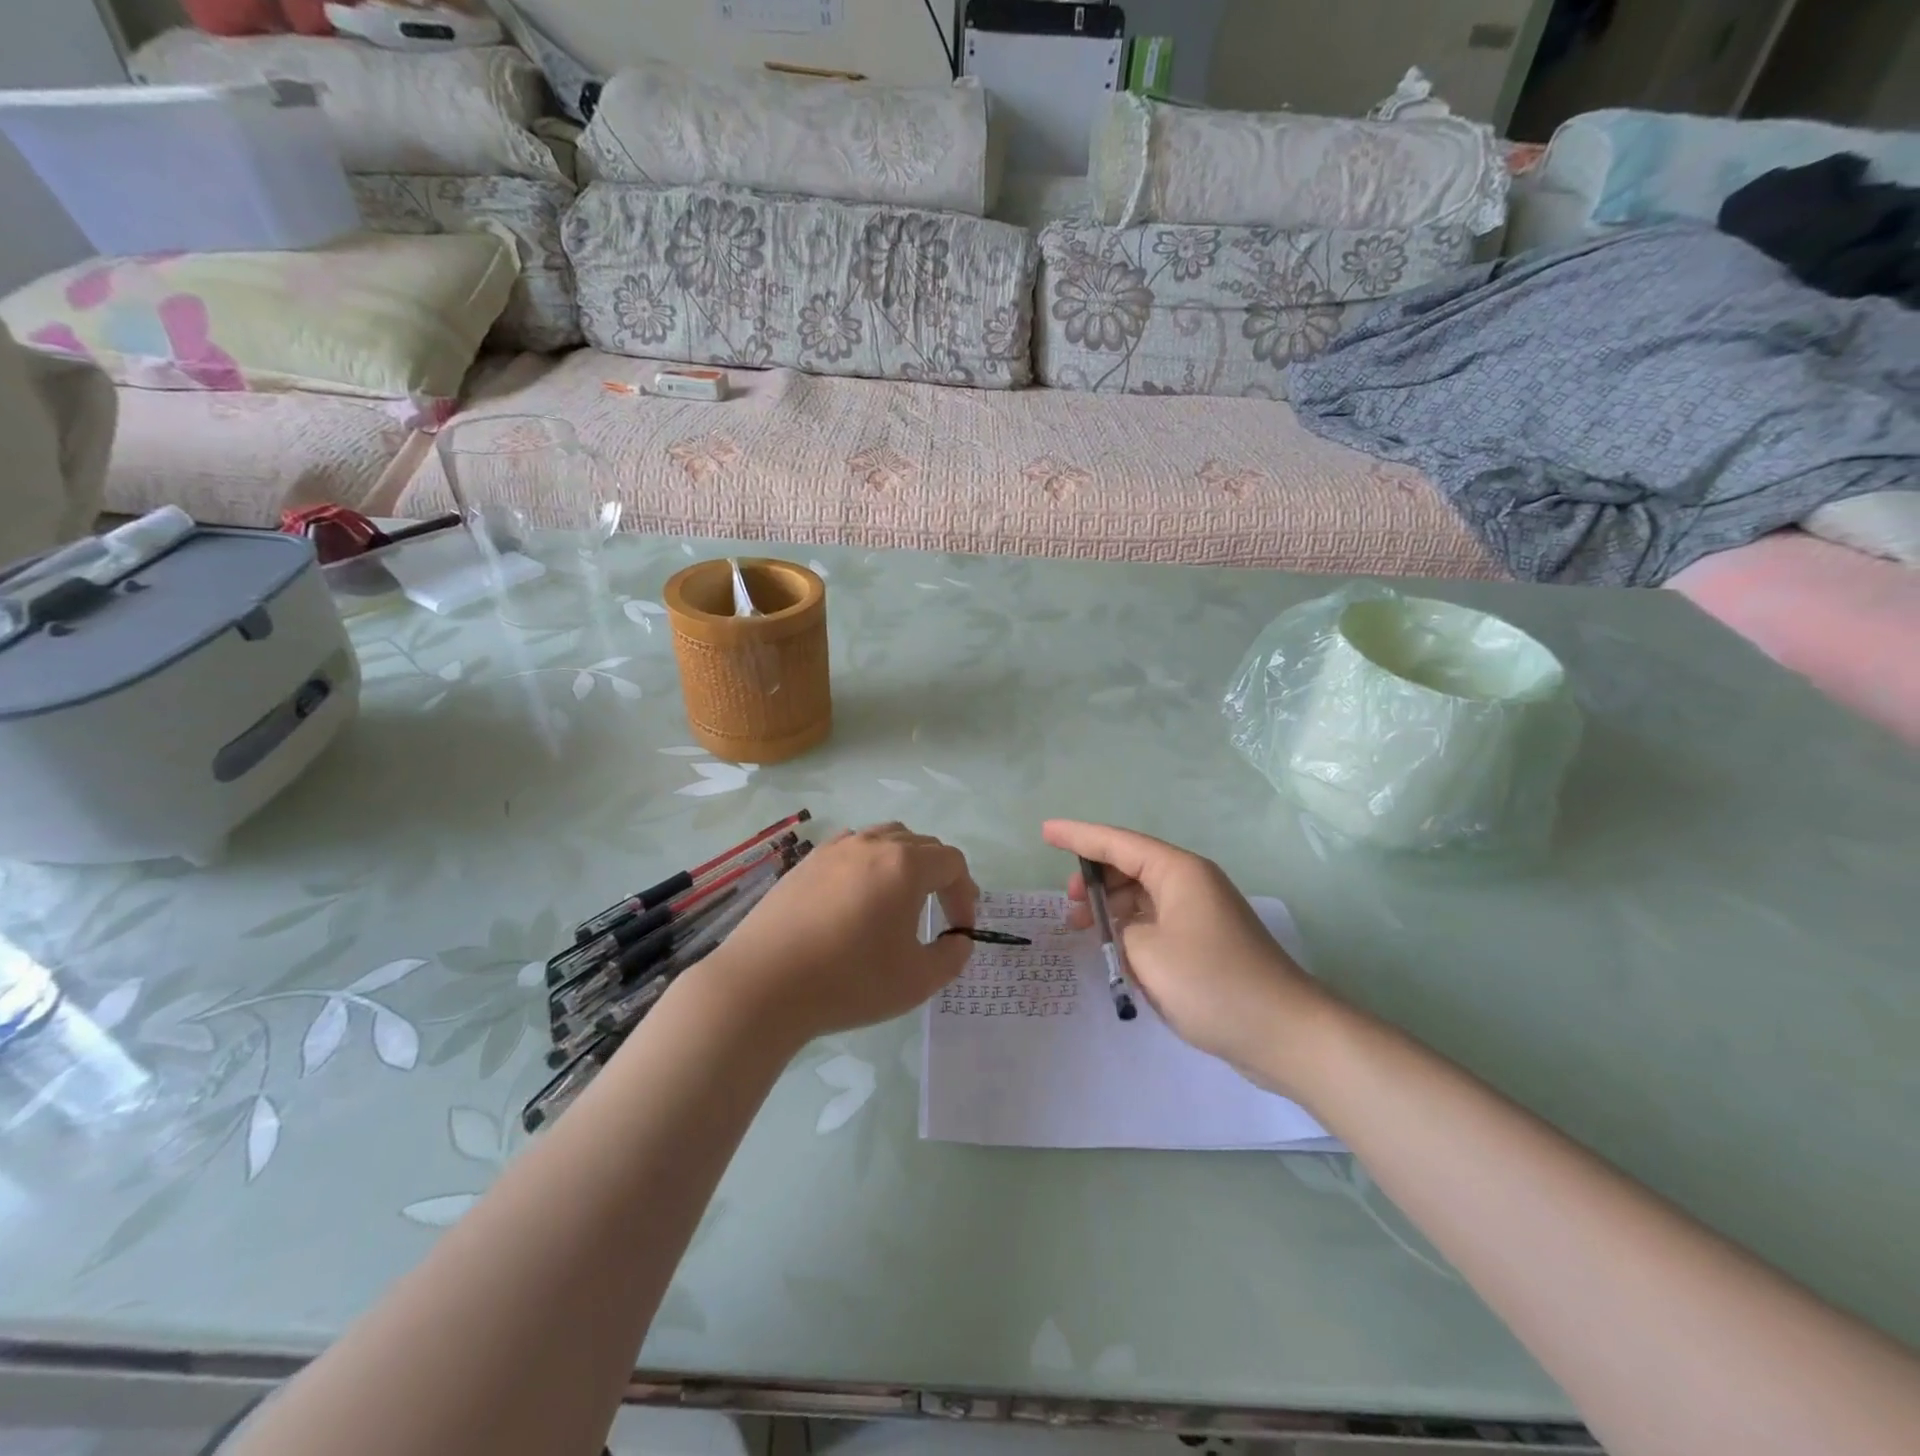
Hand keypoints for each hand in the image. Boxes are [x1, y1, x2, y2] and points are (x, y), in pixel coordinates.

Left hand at [697, 823, 977, 1045]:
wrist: (763, 985)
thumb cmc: (849, 981)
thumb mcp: (917, 981)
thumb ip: (951, 957)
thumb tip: (958, 940)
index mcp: (905, 865)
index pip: (952, 863)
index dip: (965, 894)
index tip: (960, 930)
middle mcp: (872, 844)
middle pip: (921, 844)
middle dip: (940, 876)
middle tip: (940, 912)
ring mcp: (834, 849)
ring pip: (884, 838)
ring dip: (904, 863)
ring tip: (900, 899)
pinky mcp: (806, 863)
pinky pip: (851, 848)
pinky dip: (868, 864)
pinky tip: (857, 897)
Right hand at [1043, 820, 1335, 1095]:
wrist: (1284, 1032)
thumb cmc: (1211, 983)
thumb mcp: (1146, 953)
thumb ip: (1118, 930)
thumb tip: (1122, 930)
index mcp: (1178, 871)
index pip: (1117, 842)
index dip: (1078, 836)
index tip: (1045, 831)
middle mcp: (1191, 882)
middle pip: (1131, 865)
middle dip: (1094, 878)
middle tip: (1068, 905)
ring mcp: (1202, 912)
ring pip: (1143, 894)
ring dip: (1112, 907)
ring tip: (1085, 931)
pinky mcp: (1207, 941)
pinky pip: (1158, 919)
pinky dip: (1132, 927)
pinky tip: (1116, 949)